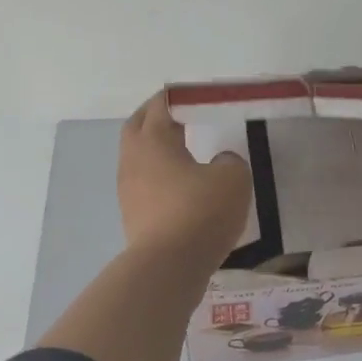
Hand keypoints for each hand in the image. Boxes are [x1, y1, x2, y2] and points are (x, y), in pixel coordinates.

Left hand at [118, 93, 253, 263]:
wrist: (169, 266)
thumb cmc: (201, 212)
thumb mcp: (233, 178)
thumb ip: (230, 161)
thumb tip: (219, 162)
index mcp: (155, 139)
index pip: (162, 105)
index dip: (179, 96)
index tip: (197, 95)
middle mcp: (134, 158)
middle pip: (139, 125)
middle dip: (156, 115)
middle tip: (180, 113)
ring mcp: (128, 188)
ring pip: (137, 155)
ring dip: (154, 147)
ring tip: (181, 148)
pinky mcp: (132, 214)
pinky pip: (143, 182)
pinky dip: (157, 174)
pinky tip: (179, 183)